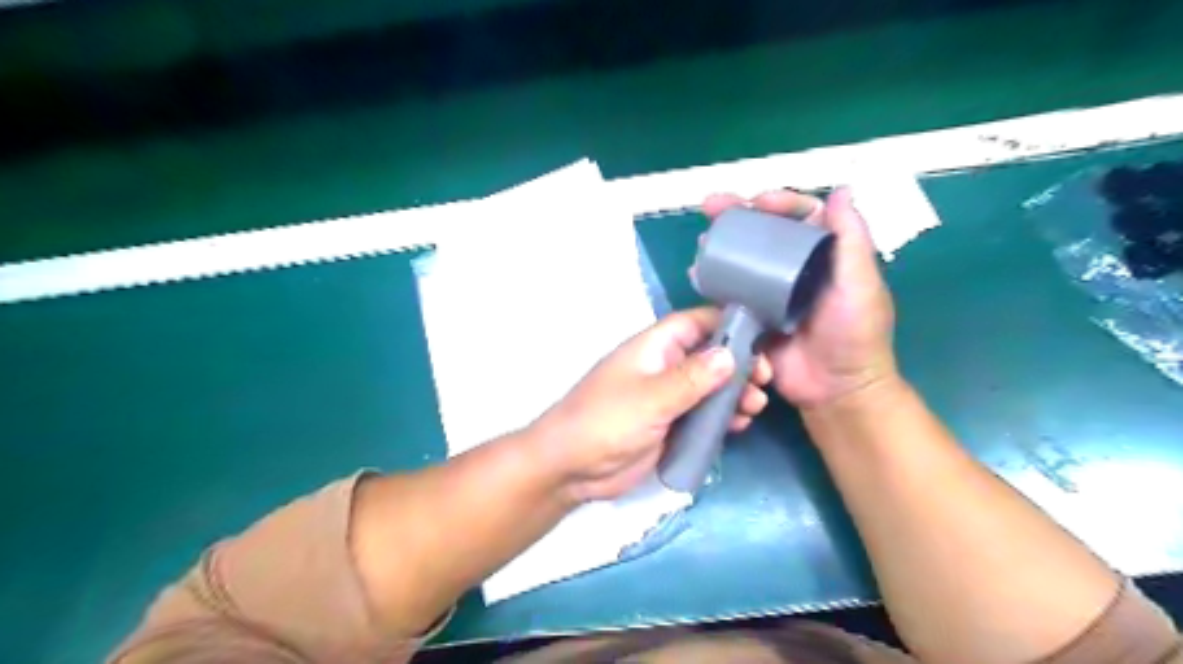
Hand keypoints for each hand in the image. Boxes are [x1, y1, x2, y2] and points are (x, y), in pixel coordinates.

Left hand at [528, 308, 771, 500]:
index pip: (696, 322)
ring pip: (710, 387)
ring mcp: (668, 398)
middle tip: (764, 379)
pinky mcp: (670, 425)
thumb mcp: (651, 397)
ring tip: (756, 406)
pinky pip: (703, 415)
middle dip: (738, 364)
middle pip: (709, 355)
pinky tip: (740, 425)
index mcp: (654, 347)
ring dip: (734, 393)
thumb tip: (731, 354)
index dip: (727, 323)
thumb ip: (692, 378)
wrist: (572, 468)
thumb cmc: (606, 421)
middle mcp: (664, 367)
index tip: (762, 335)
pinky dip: (722, 417)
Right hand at [702, 187, 896, 408]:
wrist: (836, 389)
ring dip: (722, 246)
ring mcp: (771, 294)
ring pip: (744, 260)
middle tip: (711, 206)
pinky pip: (731, 294)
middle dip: (739, 217)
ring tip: (702, 240)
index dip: (780, 203)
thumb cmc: (855, 334)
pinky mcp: (753, 317)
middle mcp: (795, 269)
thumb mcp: (861, 283)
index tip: (758, 201)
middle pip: (765, 234)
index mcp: (825, 256)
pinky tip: (698, 275)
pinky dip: (714, 282)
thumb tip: (842, 189)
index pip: (801, 217)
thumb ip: (851, 239)